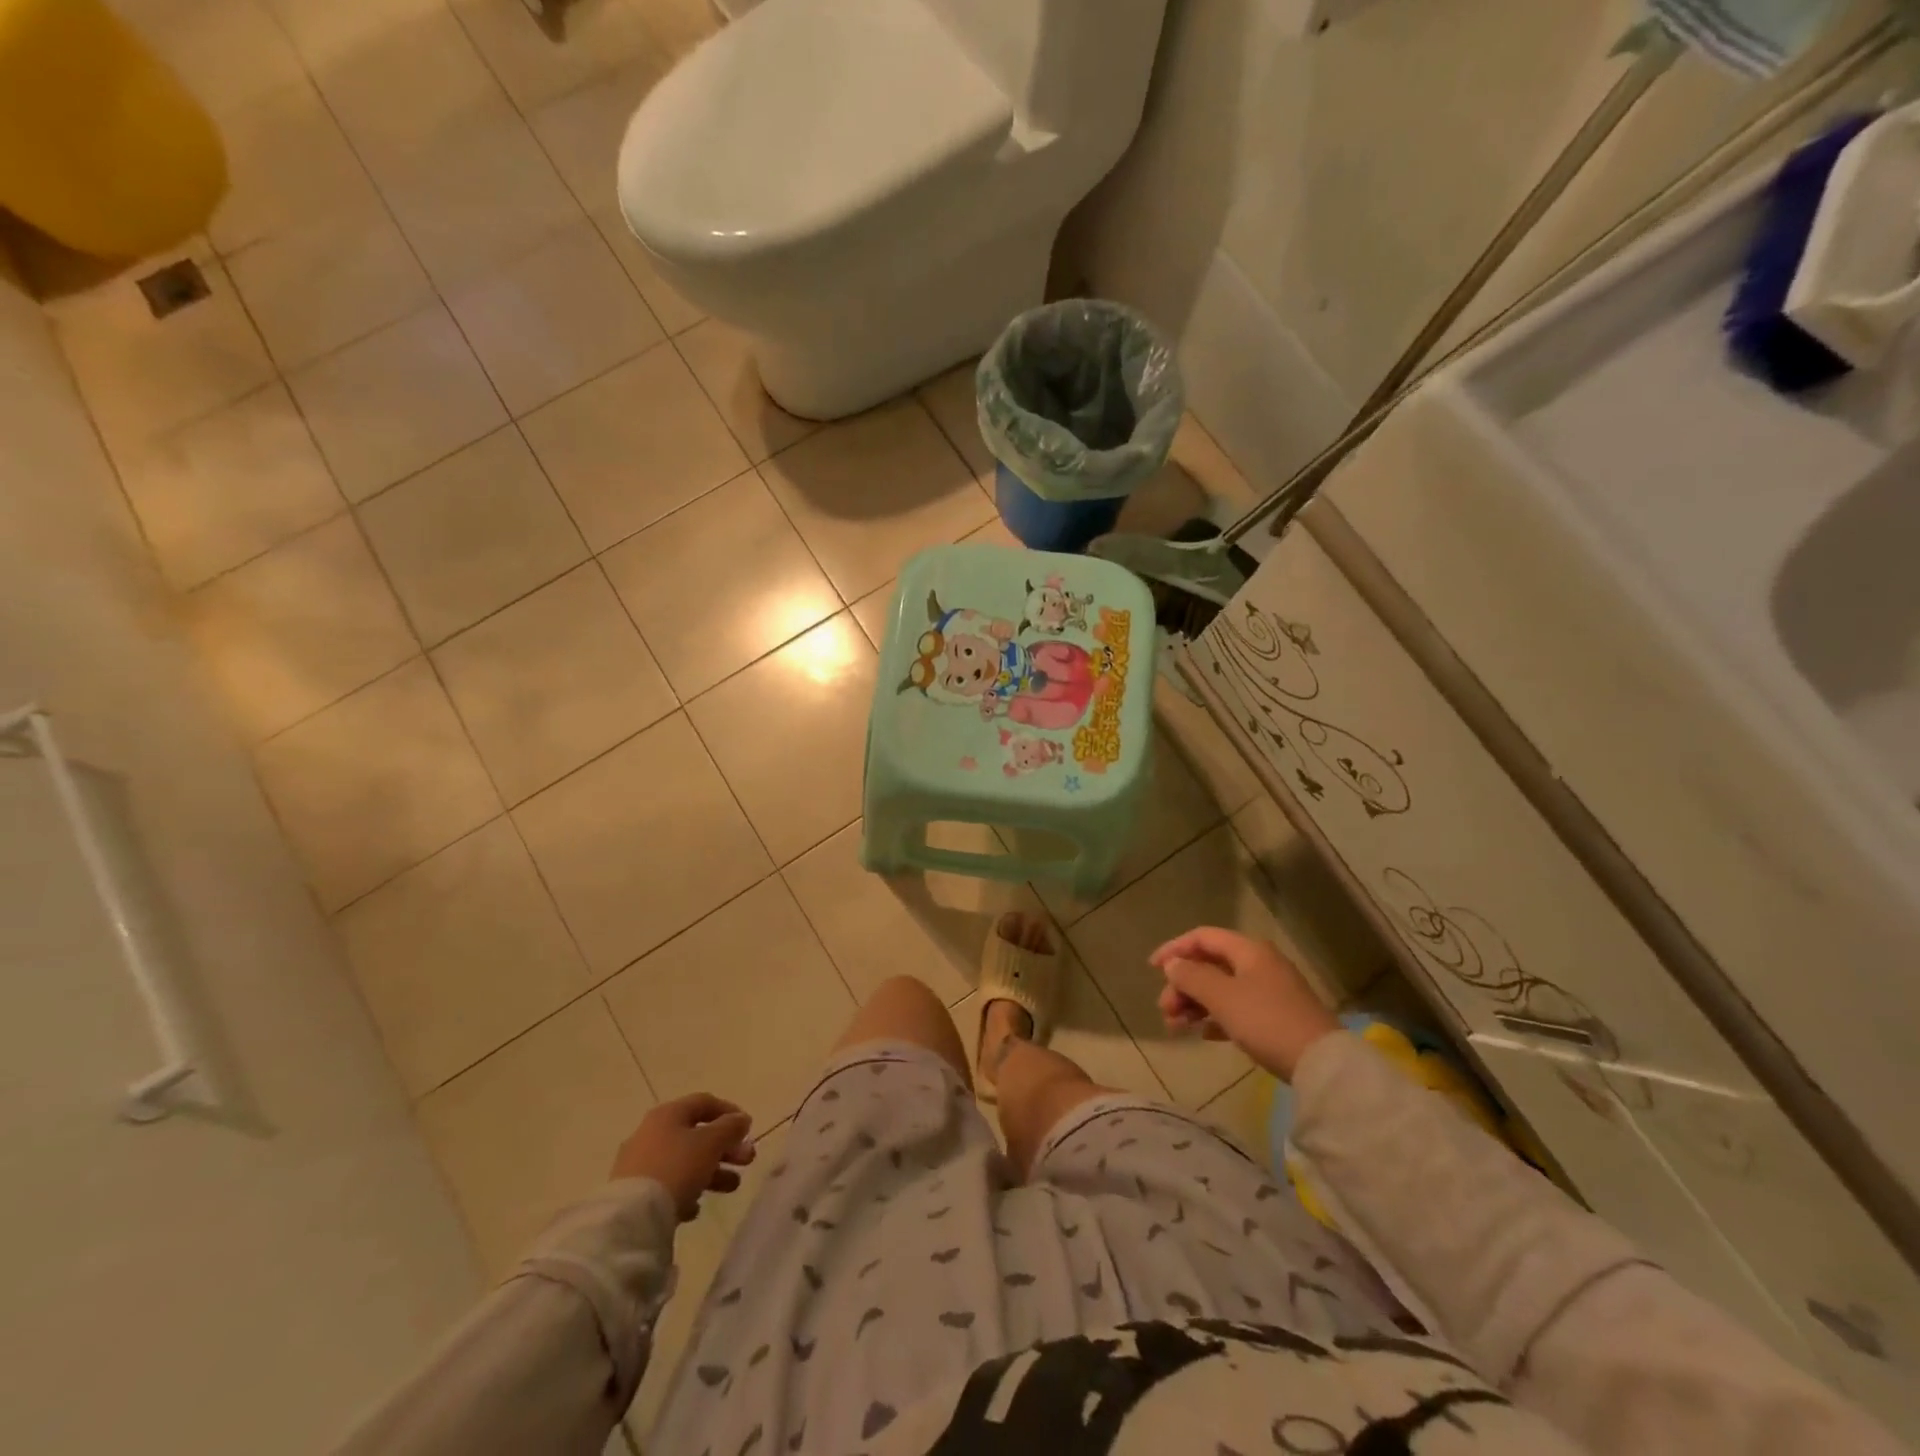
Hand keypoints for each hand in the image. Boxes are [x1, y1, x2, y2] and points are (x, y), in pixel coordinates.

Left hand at [611, 1093, 754, 1220]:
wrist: (632, 1217)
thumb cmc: (677, 1168)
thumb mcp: (711, 1143)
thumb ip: (730, 1127)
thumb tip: (741, 1119)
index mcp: (668, 1114)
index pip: (704, 1102)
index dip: (729, 1112)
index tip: (748, 1129)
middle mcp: (650, 1133)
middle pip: (696, 1134)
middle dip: (726, 1147)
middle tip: (747, 1161)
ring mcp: (638, 1163)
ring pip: (684, 1161)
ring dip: (712, 1171)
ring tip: (732, 1187)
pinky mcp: (632, 1193)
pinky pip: (667, 1185)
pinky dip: (686, 1191)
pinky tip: (696, 1208)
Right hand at [1151, 926, 1339, 1081]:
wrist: (1321, 1064)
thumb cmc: (1266, 1021)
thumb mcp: (1222, 997)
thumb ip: (1192, 976)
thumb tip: (1173, 964)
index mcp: (1248, 950)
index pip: (1203, 937)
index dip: (1174, 949)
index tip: (1152, 970)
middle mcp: (1259, 964)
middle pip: (1210, 965)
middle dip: (1183, 985)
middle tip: (1165, 1010)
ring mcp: (1270, 991)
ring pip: (1221, 988)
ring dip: (1195, 1003)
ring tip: (1176, 1027)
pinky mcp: (1276, 1017)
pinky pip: (1236, 1009)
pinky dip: (1216, 1017)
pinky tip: (1204, 1035)